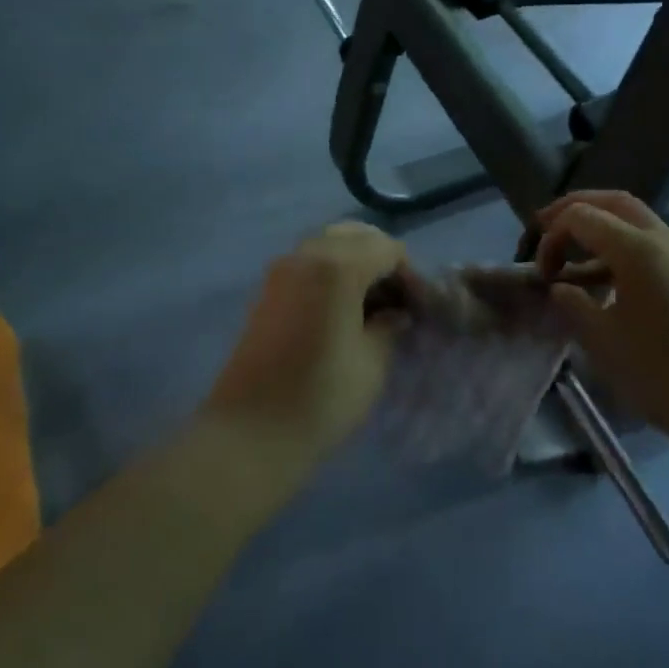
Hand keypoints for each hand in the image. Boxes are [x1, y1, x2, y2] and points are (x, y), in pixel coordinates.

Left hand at [204, 223, 408, 465]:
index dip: (409, 275)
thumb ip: (389, 326)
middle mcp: (307, 254)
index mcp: (337, 266)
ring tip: (371, 306)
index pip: (387, 248)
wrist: (250, 432)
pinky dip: (331, 272)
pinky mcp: (267, 289)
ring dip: (355, 263)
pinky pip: (308, 262)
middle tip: (397, 300)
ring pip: (329, 244)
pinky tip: (342, 309)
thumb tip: (396, 314)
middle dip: (382, 260)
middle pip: (355, 235)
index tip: (419, 308)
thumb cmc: (321, 398)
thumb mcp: (372, 363)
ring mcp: (282, 269)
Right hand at [534, 191, 668, 467]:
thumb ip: (573, 303)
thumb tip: (562, 288)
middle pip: (612, 201)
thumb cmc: (663, 373)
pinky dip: (619, 247)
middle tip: (545, 231)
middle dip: (574, 209)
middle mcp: (663, 240)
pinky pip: (648, 243)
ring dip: (598, 227)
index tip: (542, 273)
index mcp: (638, 249)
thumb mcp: (602, 340)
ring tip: (570, 258)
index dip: (551, 236)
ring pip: (633, 220)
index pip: (582, 216)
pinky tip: (602, 280)